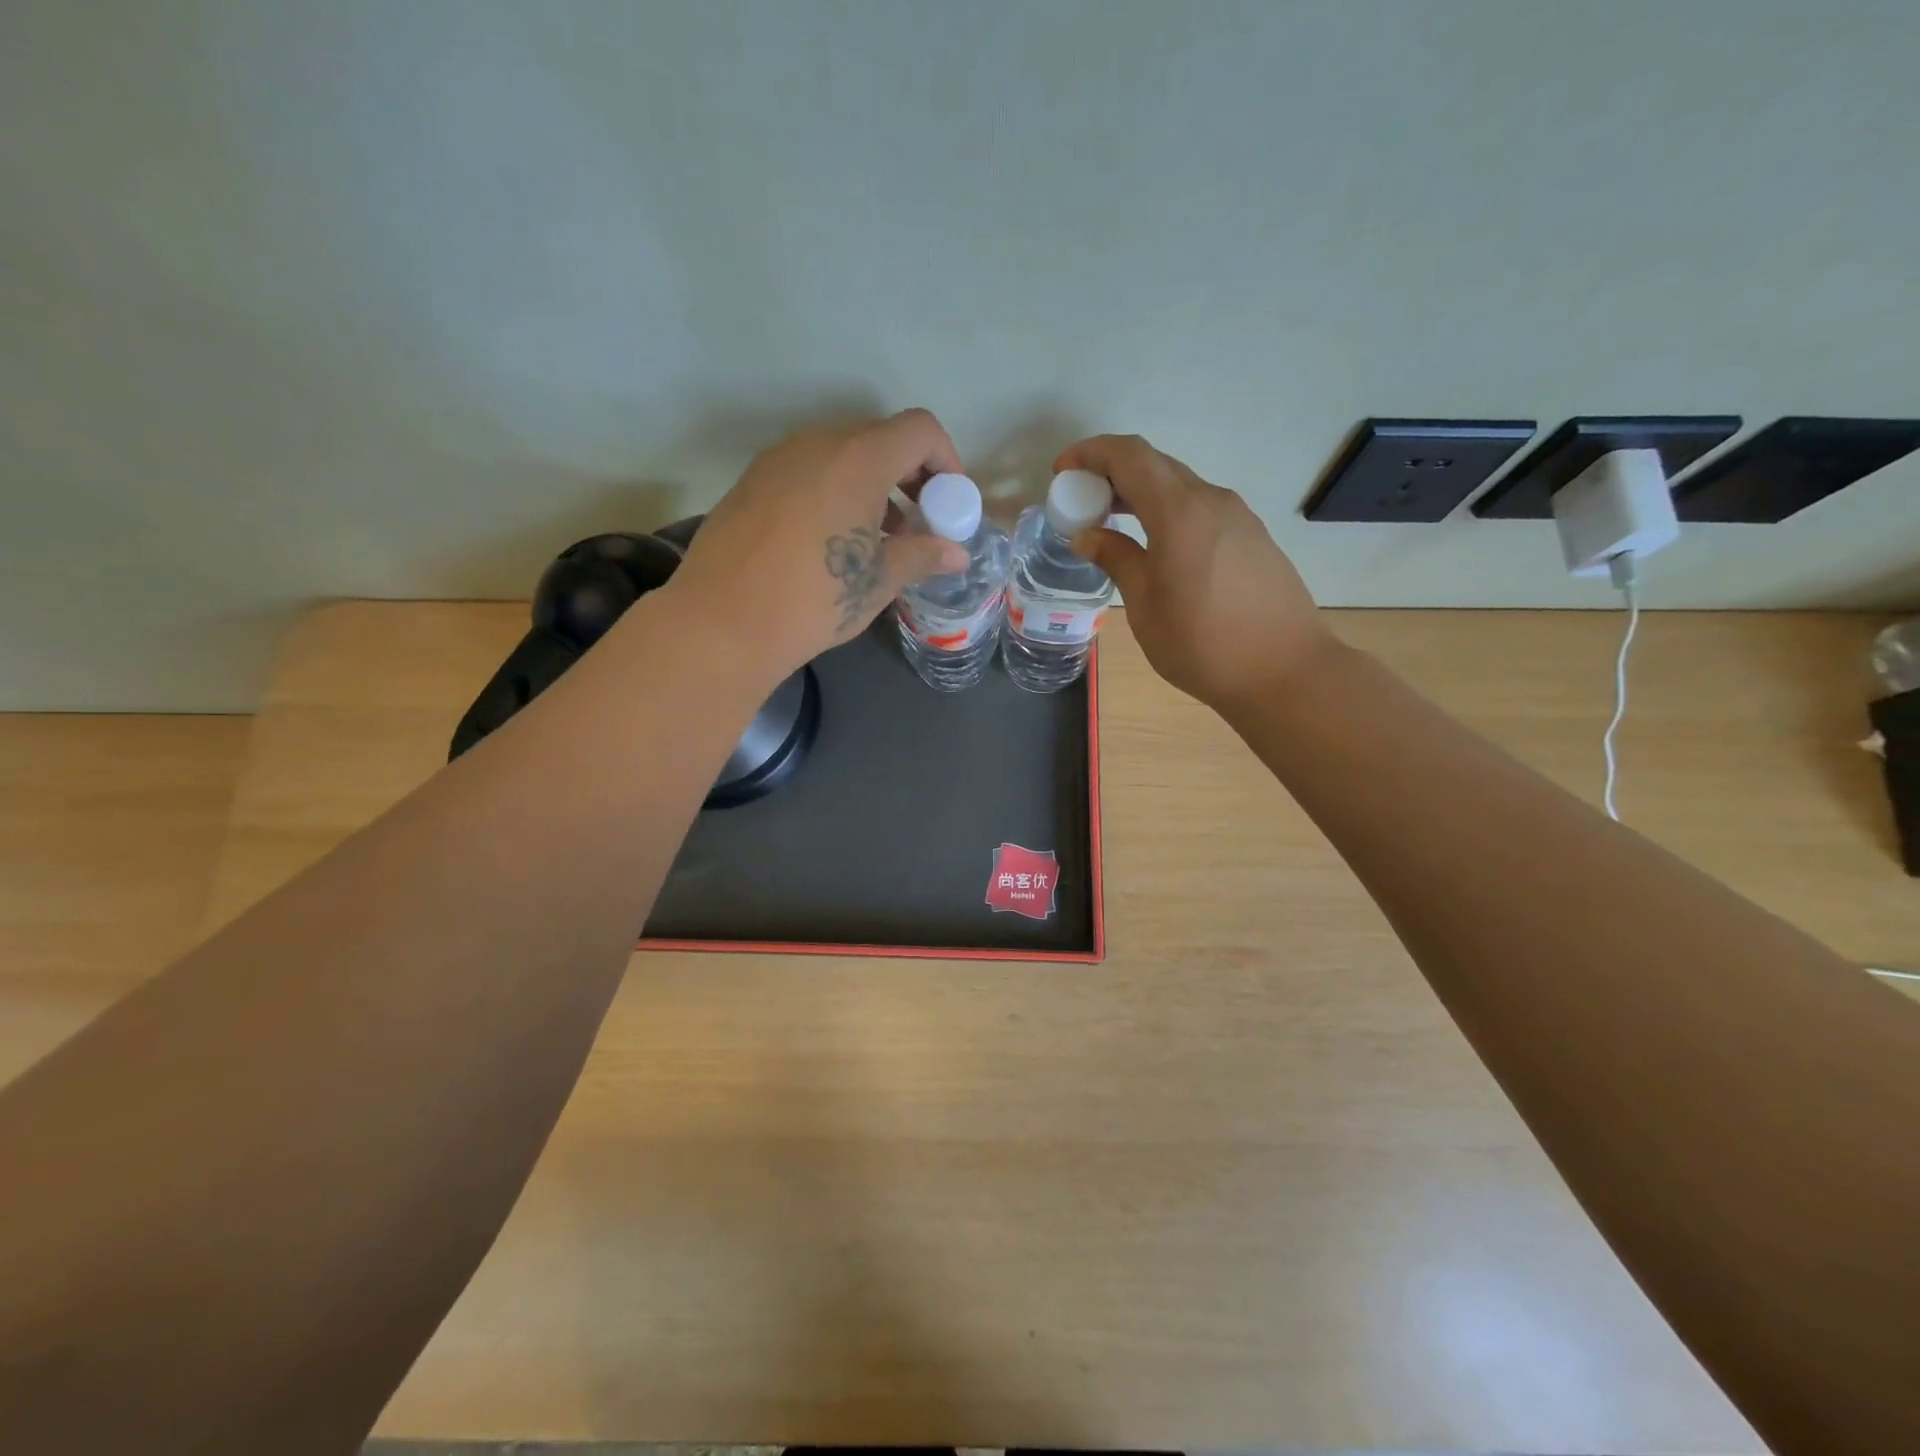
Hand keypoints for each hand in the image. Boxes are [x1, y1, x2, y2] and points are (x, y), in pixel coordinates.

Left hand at [669, 410, 970, 678]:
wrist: (723, 621)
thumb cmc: (816, 598)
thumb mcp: (879, 580)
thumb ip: (923, 555)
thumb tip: (957, 554)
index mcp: (858, 459)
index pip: (920, 430)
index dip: (946, 460)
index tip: (948, 504)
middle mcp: (817, 444)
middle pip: (879, 438)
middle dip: (909, 475)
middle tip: (917, 523)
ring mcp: (778, 460)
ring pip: (840, 455)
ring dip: (870, 485)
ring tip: (875, 539)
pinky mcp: (751, 483)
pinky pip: (807, 472)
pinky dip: (832, 492)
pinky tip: (828, 542)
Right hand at [1058, 434, 1329, 712]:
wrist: (1286, 672)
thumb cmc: (1203, 645)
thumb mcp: (1146, 606)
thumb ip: (1117, 560)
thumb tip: (1088, 536)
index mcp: (1179, 512)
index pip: (1129, 455)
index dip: (1091, 453)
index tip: (1063, 472)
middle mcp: (1211, 500)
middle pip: (1155, 465)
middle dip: (1112, 472)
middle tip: (1083, 501)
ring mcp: (1238, 516)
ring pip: (1180, 486)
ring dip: (1142, 494)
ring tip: (1113, 524)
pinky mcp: (1252, 536)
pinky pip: (1201, 508)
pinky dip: (1168, 511)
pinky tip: (1156, 545)